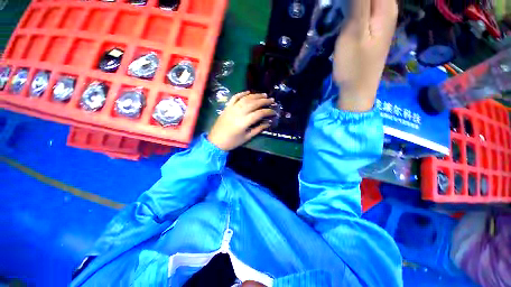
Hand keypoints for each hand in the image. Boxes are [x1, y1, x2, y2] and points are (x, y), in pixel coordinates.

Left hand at [208, 91, 275, 150]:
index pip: (259, 113)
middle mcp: (239, 112)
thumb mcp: (247, 137)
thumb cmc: (233, 142)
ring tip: (263, 95)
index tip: (274, 111)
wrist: (216, 141)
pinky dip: (242, 93)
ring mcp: (232, 108)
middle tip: (271, 100)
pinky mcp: (227, 107)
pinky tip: (248, 92)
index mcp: (244, 122)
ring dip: (255, 95)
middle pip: (253, 103)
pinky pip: (235, 98)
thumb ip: (258, 129)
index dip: (268, 111)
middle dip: (264, 101)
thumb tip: (268, 123)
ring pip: (245, 99)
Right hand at [333, 0, 397, 111]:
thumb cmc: (354, 65)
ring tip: (338, 9)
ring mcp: (380, 20)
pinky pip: (364, 8)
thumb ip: (358, 2)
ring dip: (350, 3)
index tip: (342, 5)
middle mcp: (388, 9)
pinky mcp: (371, 30)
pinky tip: (343, 12)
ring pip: (368, 0)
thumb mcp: (354, 31)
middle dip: (350, 1)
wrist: (357, 90)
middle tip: (338, 8)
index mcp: (386, 7)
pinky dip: (353, 7)